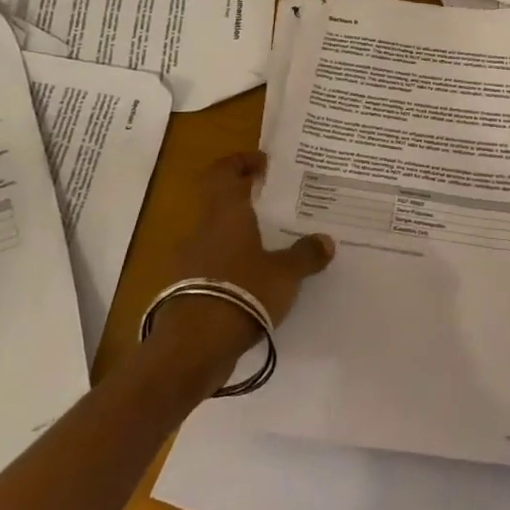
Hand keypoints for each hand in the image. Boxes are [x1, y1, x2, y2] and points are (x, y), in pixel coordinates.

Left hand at [148, 151, 333, 365]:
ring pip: (214, 236)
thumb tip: (326, 241)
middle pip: (219, 203)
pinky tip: (251, 283)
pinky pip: (209, 266)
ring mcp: (188, 260)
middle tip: (273, 207)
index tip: (263, 164)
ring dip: (236, 236)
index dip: (240, 162)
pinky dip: (228, 266)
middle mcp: (202, 230)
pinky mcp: (184, 290)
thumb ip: (305, 255)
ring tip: (268, 248)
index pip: (224, 172)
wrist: (192, 346)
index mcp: (226, 213)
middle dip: (244, 202)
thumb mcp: (285, 274)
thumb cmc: (242, 292)